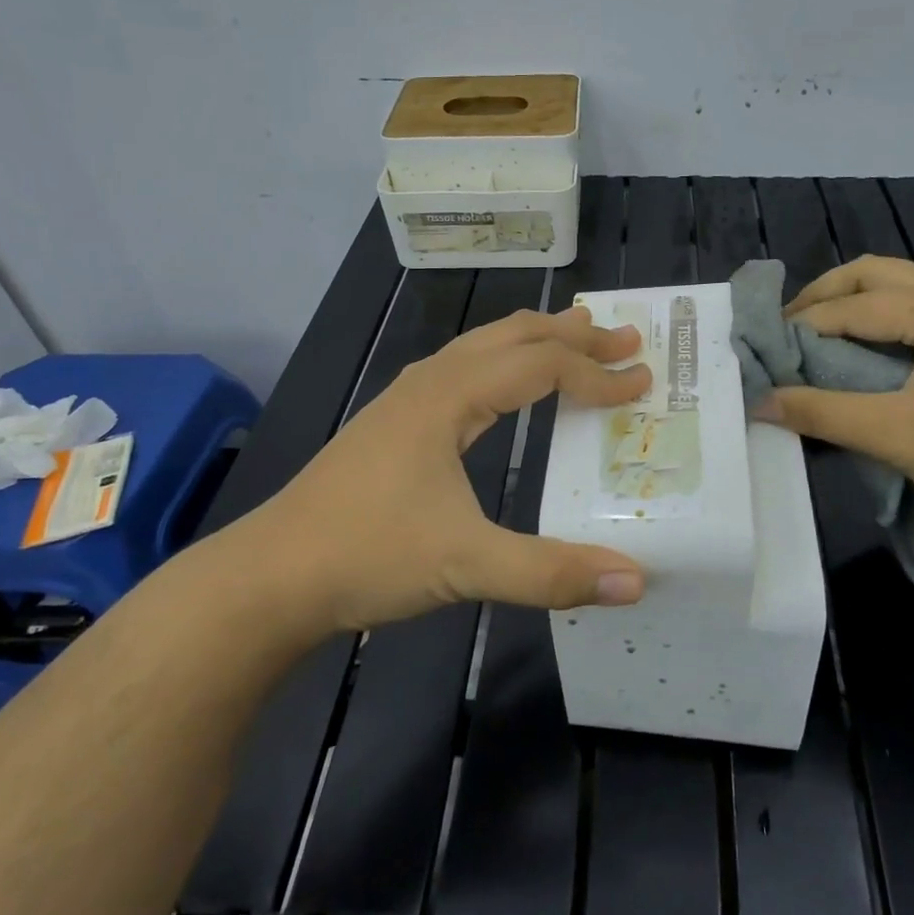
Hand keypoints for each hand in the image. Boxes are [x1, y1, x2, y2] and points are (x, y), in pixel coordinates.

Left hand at [241, 306, 651, 632]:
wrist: (271, 575)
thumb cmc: (367, 556)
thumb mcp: (466, 565)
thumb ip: (551, 572)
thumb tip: (635, 581)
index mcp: (450, 397)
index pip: (541, 366)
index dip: (597, 373)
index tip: (642, 383)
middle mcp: (430, 381)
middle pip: (513, 335)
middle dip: (573, 333)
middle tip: (625, 336)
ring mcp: (406, 397)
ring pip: (483, 344)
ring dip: (535, 338)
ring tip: (575, 337)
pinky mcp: (393, 419)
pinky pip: (463, 366)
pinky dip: (503, 359)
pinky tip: (504, 381)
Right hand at [756, 256, 913, 536]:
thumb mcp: (894, 434)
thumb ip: (822, 412)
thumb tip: (759, 402)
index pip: (853, 305)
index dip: (804, 325)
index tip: (765, 348)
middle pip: (874, 273)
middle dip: (824, 295)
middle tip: (786, 328)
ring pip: (897, 286)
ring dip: (852, 303)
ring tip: (815, 335)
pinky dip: (878, 317)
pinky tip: (862, 348)